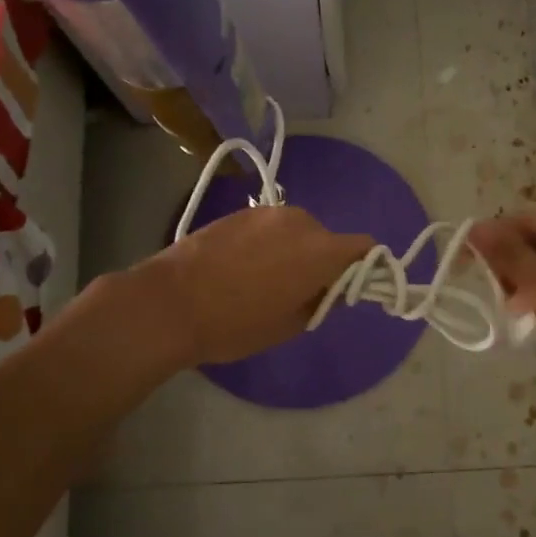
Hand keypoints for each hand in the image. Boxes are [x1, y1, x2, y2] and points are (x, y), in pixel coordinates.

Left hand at [140, 205, 373, 367]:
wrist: (171, 302)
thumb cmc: (236, 323)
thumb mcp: (289, 324)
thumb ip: (321, 300)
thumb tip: (329, 287)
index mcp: (321, 250)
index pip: (364, 247)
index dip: (364, 267)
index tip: (347, 288)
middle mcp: (301, 221)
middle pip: (328, 239)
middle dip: (321, 261)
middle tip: (298, 291)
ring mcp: (267, 213)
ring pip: (297, 231)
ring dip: (293, 250)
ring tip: (263, 278)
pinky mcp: (239, 212)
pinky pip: (269, 227)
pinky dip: (267, 243)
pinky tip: (239, 266)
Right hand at [468, 211, 535, 409]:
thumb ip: (509, 256)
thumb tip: (475, 228)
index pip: (527, 220)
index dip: (494, 233)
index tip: (464, 255)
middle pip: (534, 240)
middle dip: (506, 259)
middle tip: (483, 283)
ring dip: (517, 279)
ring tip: (504, 303)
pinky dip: (534, 295)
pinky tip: (521, 314)